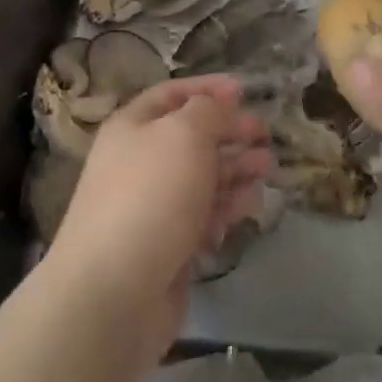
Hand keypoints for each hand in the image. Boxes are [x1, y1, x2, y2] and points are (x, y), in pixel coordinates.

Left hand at [45, 77, 271, 353]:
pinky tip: (250, 207)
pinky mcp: (168, 245)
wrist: (114, 292)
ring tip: (267, 169)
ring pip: (203, 177)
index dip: (208, 89)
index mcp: (133, 127)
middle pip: (192, 137)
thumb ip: (209, 111)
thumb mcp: (184, 134)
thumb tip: (220, 103)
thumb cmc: (151, 196)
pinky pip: (203, 215)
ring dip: (236, 169)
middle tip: (265, 135)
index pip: (172, 94)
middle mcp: (140, 161)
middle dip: (230, 132)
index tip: (246, 91)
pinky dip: (227, 208)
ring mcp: (154, 206)